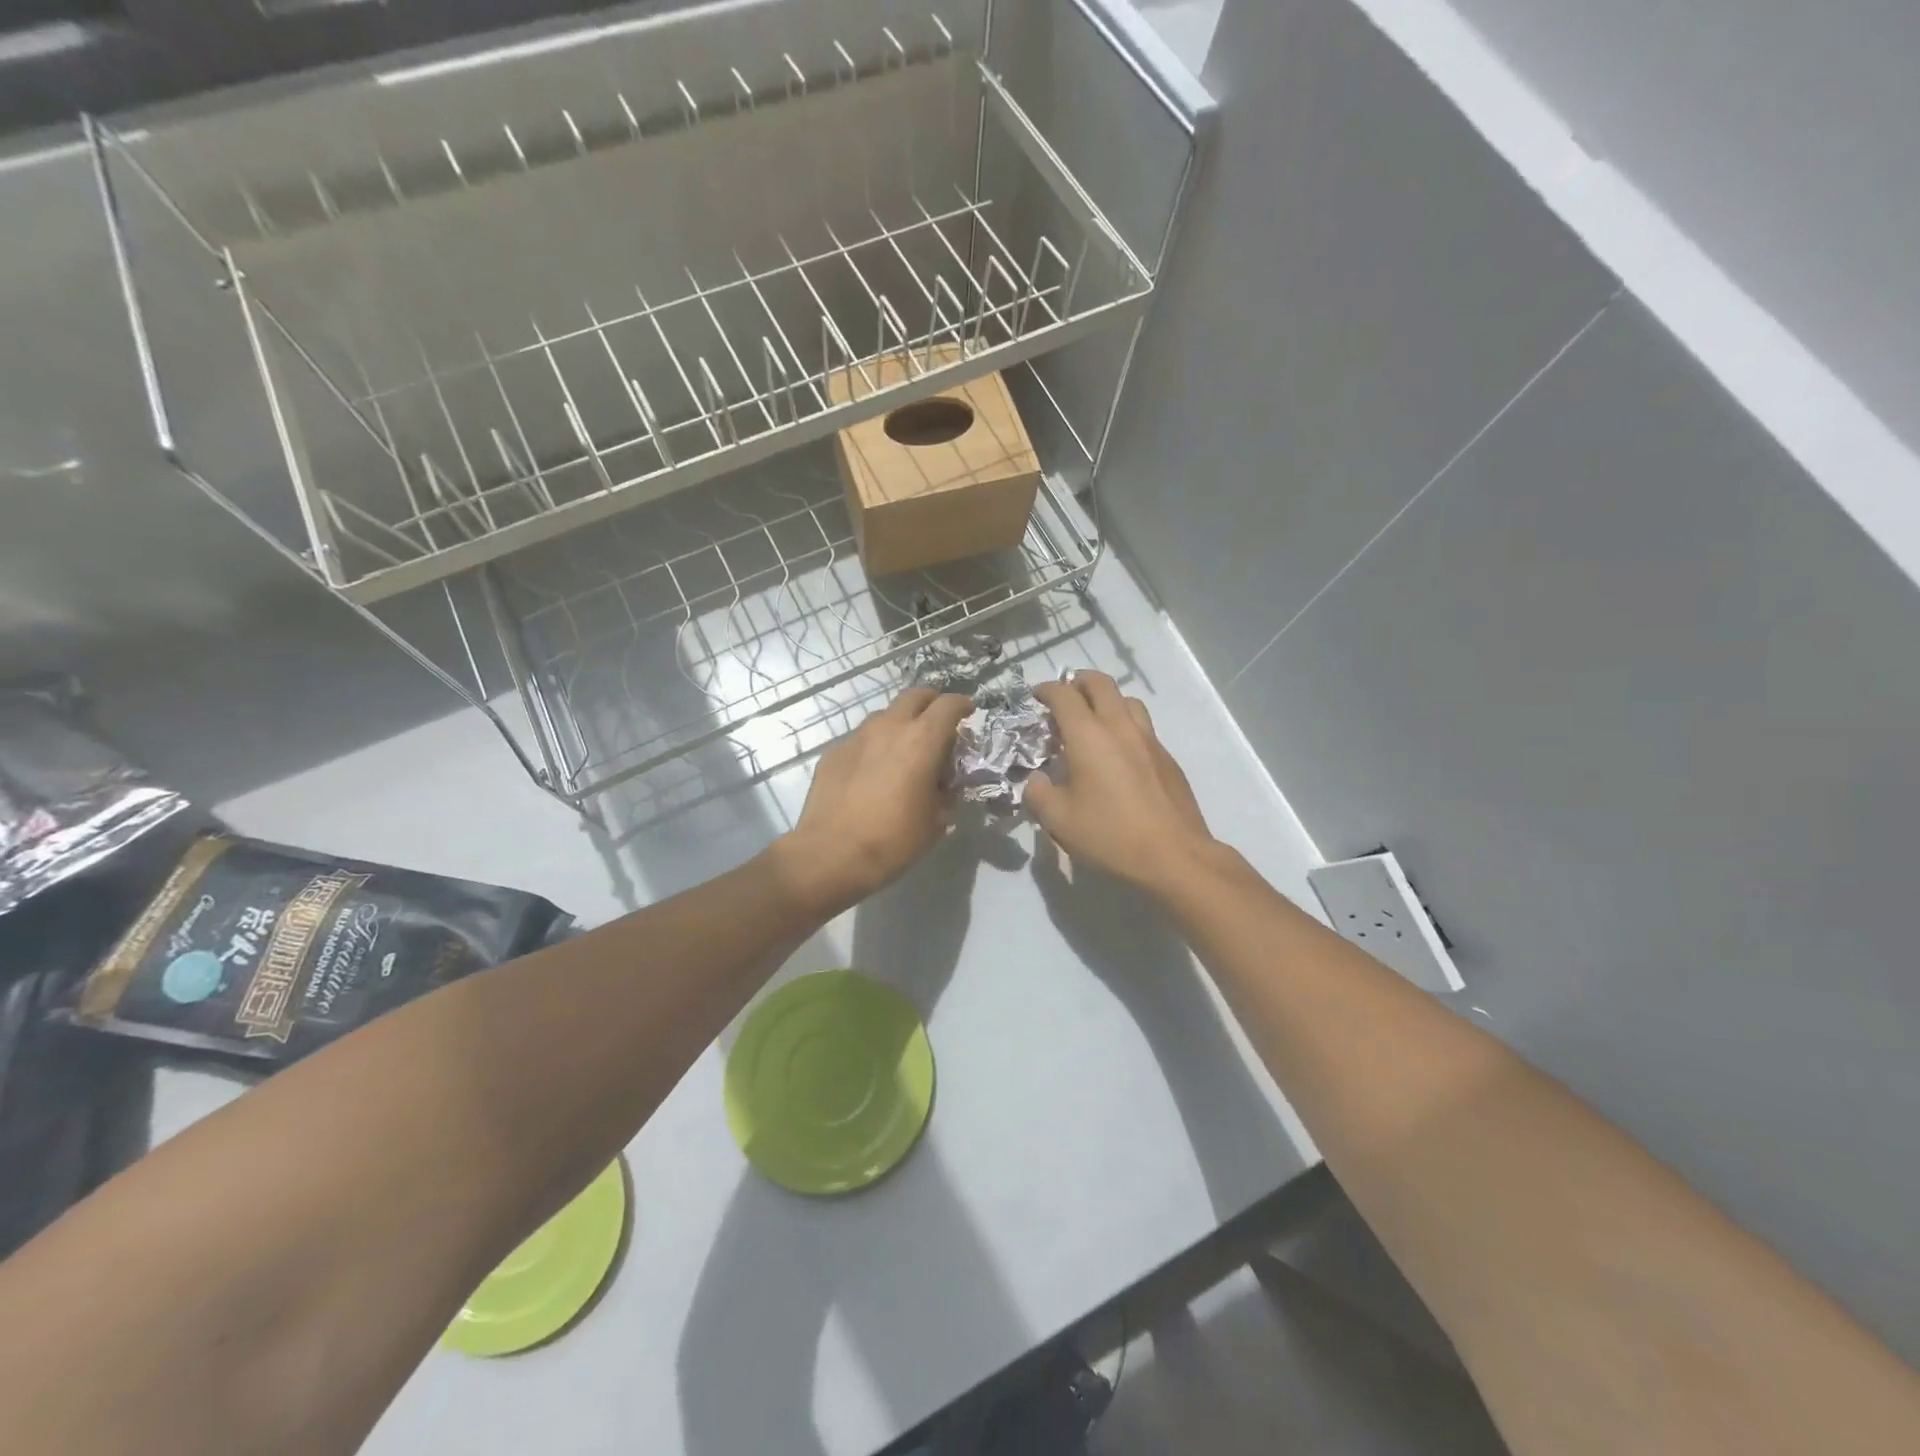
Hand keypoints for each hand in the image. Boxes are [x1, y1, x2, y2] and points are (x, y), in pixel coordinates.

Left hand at [777, 688, 974, 912]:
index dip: (962, 705)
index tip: (968, 711)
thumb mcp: (936, 821)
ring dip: (900, 724)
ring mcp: (857, 737)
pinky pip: (861, 740)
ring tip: (904, 751)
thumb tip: (945, 785)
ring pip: (885, 716)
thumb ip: (946, 793)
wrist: (831, 854)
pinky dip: (874, 747)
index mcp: (922, 740)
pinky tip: (873, 773)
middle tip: (938, 723)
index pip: (948, 705)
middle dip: (931, 703)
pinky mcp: (833, 752)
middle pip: (914, 696)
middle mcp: (889, 727)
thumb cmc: (894, 840)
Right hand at [1024, 673, 1215, 892]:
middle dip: (1078, 682)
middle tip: (1065, 696)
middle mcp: (1120, 727)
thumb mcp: (1058, 820)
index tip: (1036, 697)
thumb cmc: (1109, 835)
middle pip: (1100, 684)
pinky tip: (1118, 754)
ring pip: (1127, 700)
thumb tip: (1036, 779)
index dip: (1046, 690)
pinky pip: (1142, 726)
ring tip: (1093, 721)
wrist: (1173, 855)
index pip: (1064, 695)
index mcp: (1089, 736)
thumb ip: (1038, 793)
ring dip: (1106, 700)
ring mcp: (1149, 740)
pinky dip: (1124, 725)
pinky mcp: (1167, 757)